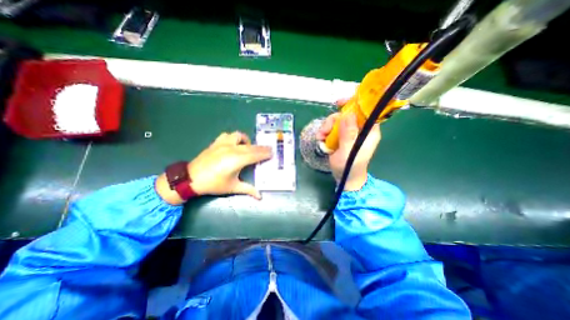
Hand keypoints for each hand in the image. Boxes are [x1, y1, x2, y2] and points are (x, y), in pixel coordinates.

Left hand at [156, 132, 270, 204]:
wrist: (191, 179)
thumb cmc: (214, 184)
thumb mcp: (233, 187)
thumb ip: (248, 189)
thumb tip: (260, 196)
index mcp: (237, 160)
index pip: (256, 155)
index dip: (265, 153)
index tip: (272, 152)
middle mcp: (232, 149)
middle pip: (251, 146)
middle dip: (261, 147)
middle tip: (268, 149)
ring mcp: (223, 144)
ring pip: (239, 136)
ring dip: (247, 140)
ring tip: (249, 147)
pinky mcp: (216, 143)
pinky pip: (228, 135)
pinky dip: (234, 138)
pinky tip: (234, 144)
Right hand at [317, 99, 381, 189]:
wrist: (344, 177)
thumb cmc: (350, 167)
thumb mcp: (349, 152)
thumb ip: (349, 135)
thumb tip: (348, 114)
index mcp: (368, 131)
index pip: (365, 110)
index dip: (354, 102)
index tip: (340, 103)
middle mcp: (359, 129)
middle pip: (346, 114)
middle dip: (332, 121)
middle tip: (324, 131)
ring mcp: (349, 132)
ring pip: (336, 121)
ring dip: (326, 128)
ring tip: (321, 138)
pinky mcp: (340, 136)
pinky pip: (331, 128)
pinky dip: (324, 132)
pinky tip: (321, 139)